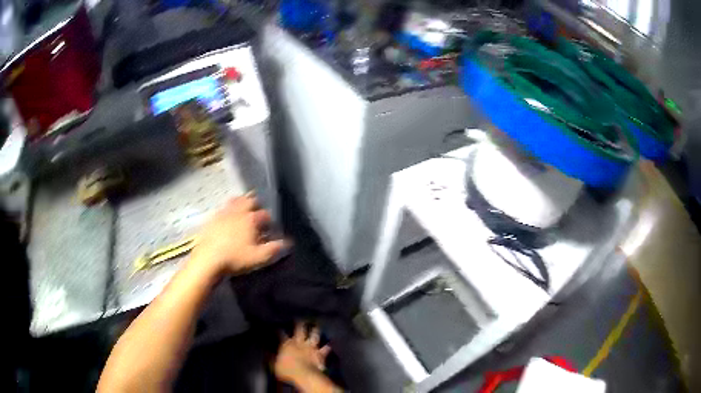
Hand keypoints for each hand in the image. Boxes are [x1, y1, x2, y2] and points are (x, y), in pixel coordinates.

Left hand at [190, 193, 286, 276]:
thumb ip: (274, 249)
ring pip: (235, 201)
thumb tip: (288, 242)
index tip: (270, 227)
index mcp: (251, 219)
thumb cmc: (235, 258)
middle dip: (256, 204)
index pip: (265, 214)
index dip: (269, 220)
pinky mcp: (212, 218)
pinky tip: (226, 216)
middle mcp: (238, 211)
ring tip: (243, 209)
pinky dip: (227, 209)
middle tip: (257, 211)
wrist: (208, 260)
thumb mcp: (259, 258)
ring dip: (241, 202)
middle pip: (249, 200)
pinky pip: (222, 208)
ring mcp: (223, 213)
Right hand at [274, 323, 331, 384]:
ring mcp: (311, 347)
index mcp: (287, 345)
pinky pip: (326, 348)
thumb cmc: (287, 371)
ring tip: (316, 325)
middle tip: (300, 318)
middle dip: (300, 323)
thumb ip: (271, 358)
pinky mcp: (320, 354)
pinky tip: (330, 343)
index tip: (277, 325)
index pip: (281, 334)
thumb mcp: (274, 365)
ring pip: (314, 335)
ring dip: (315, 330)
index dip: (279, 329)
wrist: (304, 375)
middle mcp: (299, 343)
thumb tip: (267, 352)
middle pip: (300, 330)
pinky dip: (327, 346)